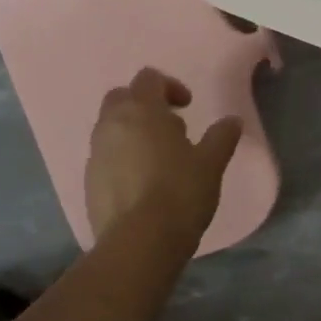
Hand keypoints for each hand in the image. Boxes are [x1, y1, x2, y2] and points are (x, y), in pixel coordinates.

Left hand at [86, 67, 242, 249]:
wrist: (139, 242)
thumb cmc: (179, 193)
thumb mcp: (210, 164)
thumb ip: (221, 138)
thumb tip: (232, 121)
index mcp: (140, 111)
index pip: (149, 79)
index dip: (170, 86)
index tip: (187, 107)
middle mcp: (111, 125)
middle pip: (121, 98)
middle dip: (144, 105)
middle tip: (170, 128)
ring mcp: (95, 154)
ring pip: (110, 128)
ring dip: (131, 133)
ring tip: (158, 159)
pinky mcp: (88, 181)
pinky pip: (105, 157)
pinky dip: (121, 159)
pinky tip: (143, 184)